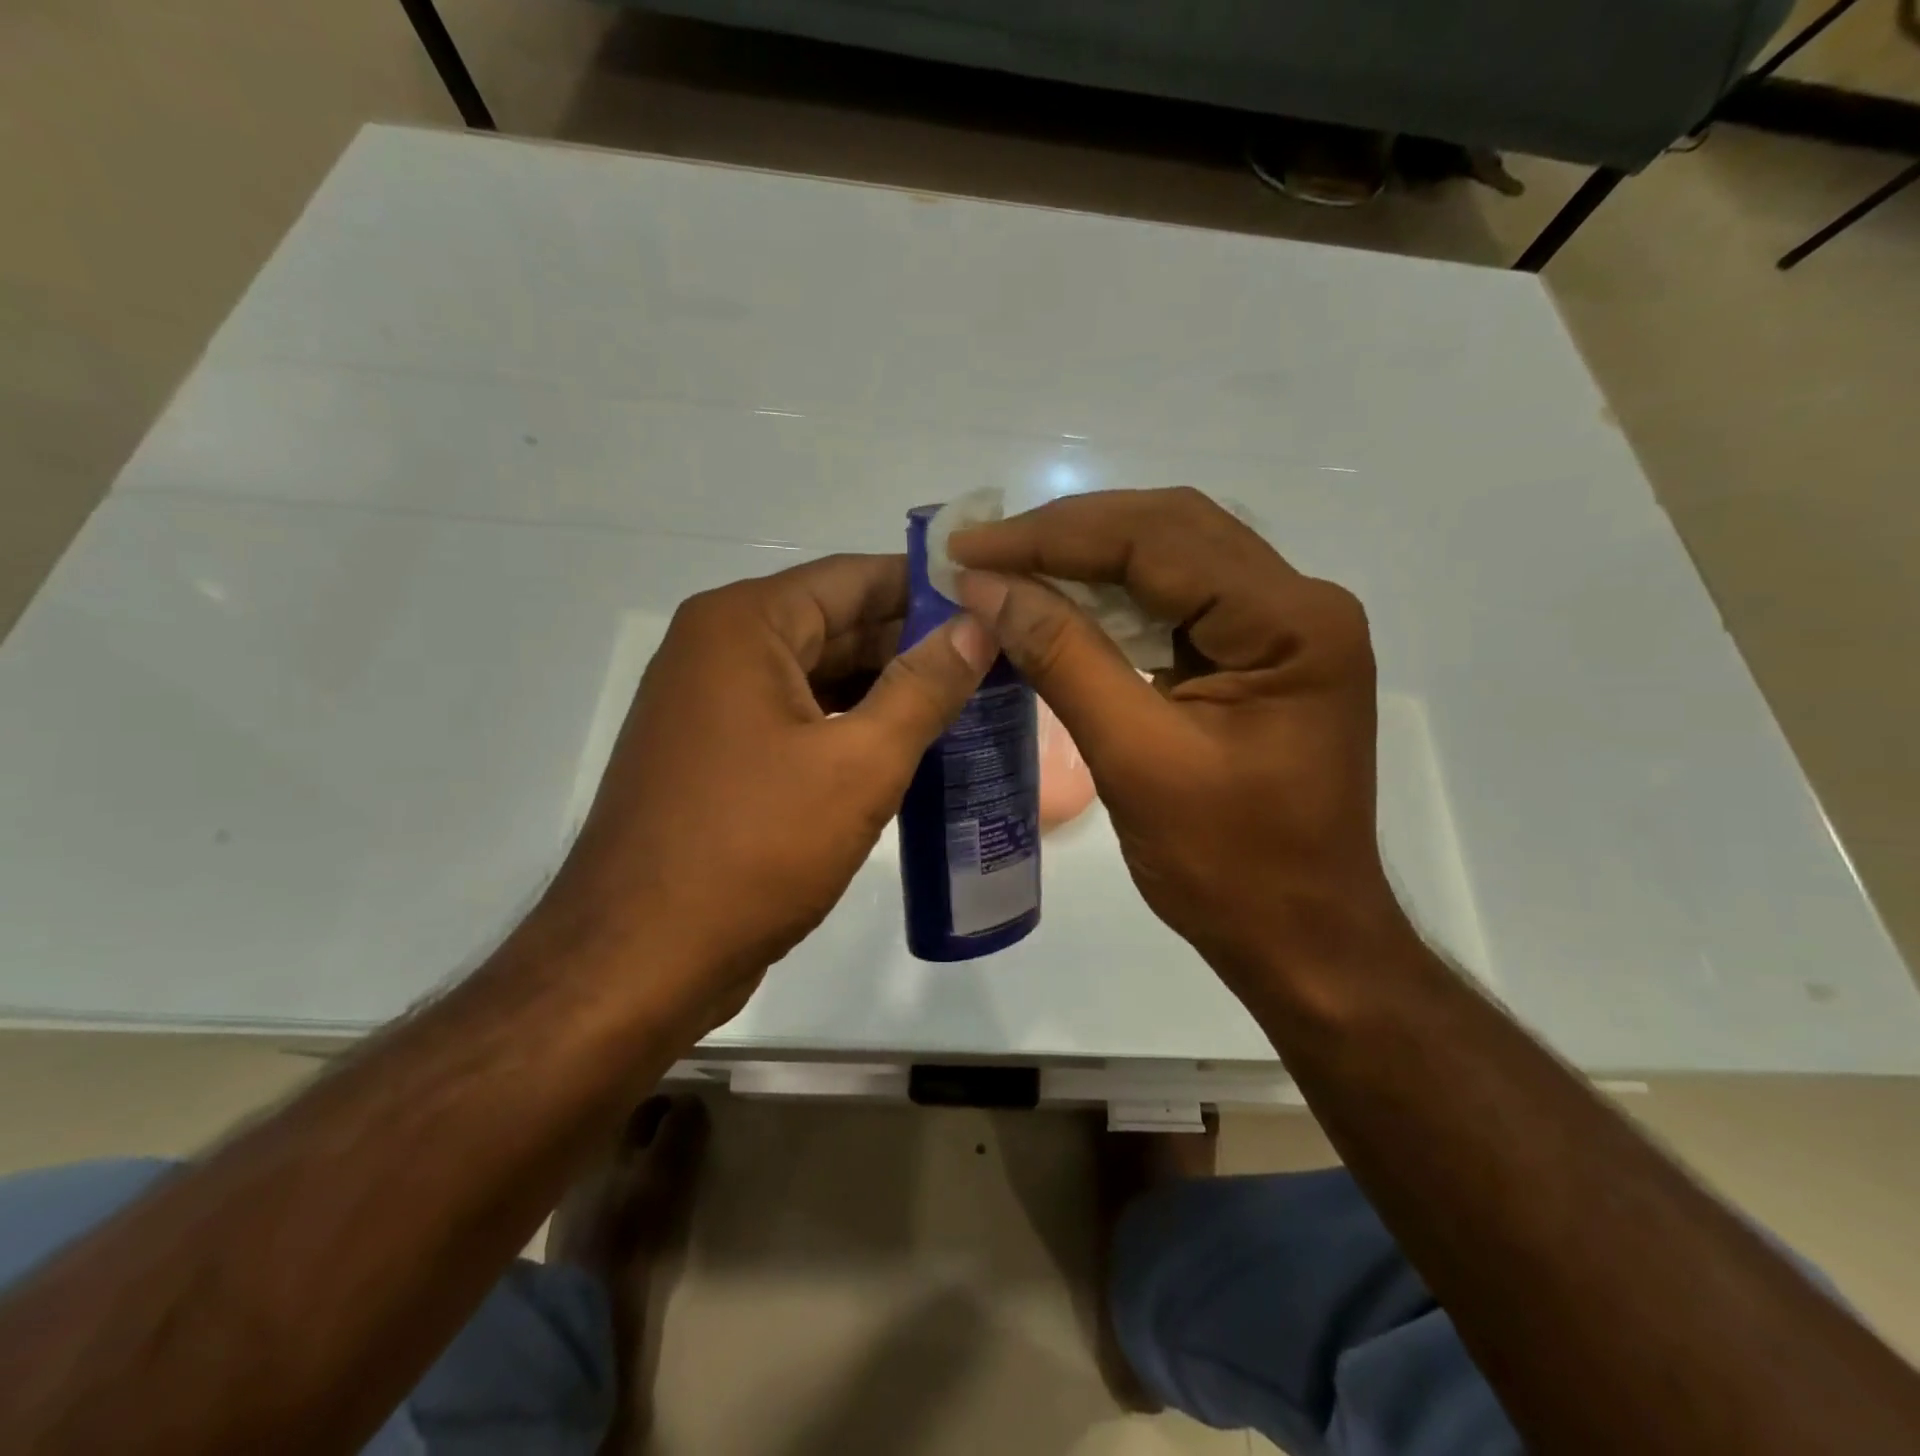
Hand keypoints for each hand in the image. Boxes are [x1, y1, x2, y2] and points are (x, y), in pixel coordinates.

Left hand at [541, 554, 994, 1031]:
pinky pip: (799, 720)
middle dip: (915, 643)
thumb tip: (977, 625)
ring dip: (887, 689)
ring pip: (820, 676)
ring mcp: (713, 706)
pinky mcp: (719, 757)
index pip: (855, 577)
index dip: (930, 588)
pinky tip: (909, 747)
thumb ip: (924, 687)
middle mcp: (719, 649)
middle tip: (997, 660)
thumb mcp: (858, 763)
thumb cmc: (753, 848)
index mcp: (744, 625)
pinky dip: (852, 727)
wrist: (640, 960)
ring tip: (970, 701)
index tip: (996, 604)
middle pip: (837, 624)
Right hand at [950, 488, 1408, 996]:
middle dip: (1069, 536)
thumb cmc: (1230, 866)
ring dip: (1088, 562)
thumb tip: (986, 586)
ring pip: (1173, 560)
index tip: (971, 547)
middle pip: (1171, 531)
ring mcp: (1283, 629)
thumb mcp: (1136, 759)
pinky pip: (1178, 604)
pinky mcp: (1260, 657)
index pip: (1159, 539)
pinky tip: (1061, 608)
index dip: (1054, 537)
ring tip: (1009, 571)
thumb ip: (1064, 659)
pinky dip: (1113, 602)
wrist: (1302, 938)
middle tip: (984, 553)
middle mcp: (1299, 604)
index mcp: (1290, 622)